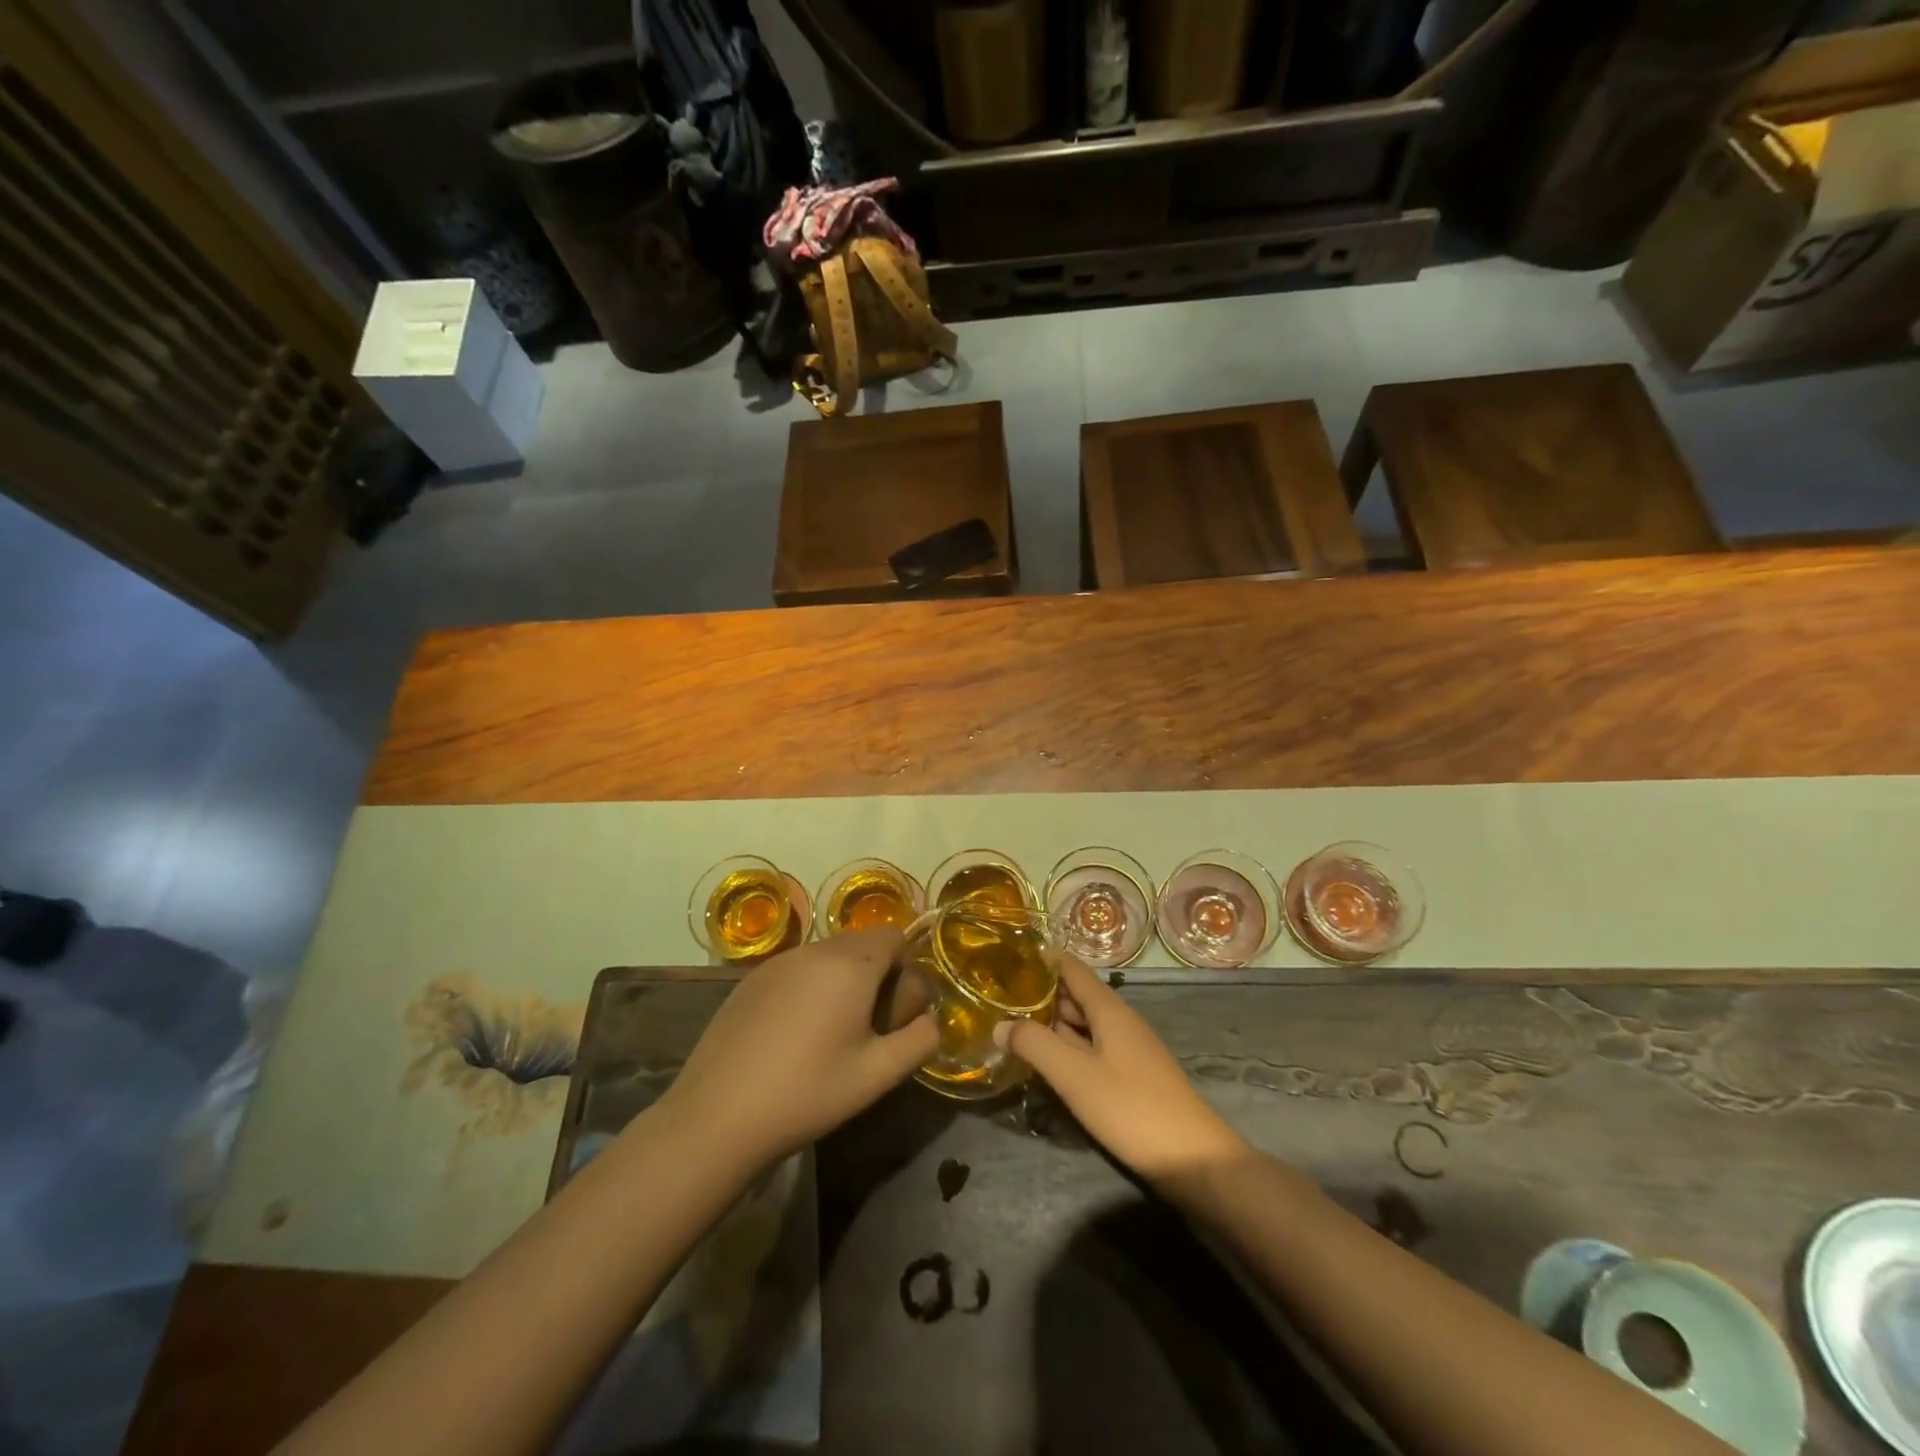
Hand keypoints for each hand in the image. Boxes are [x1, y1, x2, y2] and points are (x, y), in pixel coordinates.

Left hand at [657, 928, 937, 1170]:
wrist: (717, 1117)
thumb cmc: (808, 1094)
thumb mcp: (878, 1075)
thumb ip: (920, 1040)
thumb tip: (931, 1019)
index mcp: (851, 965)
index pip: (895, 937)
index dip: (905, 970)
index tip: (894, 1013)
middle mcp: (815, 950)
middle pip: (862, 943)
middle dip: (876, 973)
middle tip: (867, 1025)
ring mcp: (779, 961)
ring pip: (828, 954)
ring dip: (842, 978)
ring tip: (830, 1032)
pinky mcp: (751, 978)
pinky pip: (797, 967)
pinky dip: (809, 986)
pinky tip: (793, 1034)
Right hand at [1002, 953, 1246, 1183]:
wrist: (1193, 1159)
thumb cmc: (1131, 1107)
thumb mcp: (1075, 1075)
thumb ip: (1035, 1045)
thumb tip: (1000, 1024)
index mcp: (1108, 1008)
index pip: (1070, 967)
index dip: (1040, 959)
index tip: (1005, 956)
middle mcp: (1118, 1020)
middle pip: (1074, 996)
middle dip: (1038, 994)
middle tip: (996, 997)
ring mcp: (1126, 1049)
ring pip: (1081, 1025)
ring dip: (1050, 1024)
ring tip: (1010, 1026)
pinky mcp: (1129, 1076)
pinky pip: (1090, 1049)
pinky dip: (1065, 1049)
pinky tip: (1044, 1063)